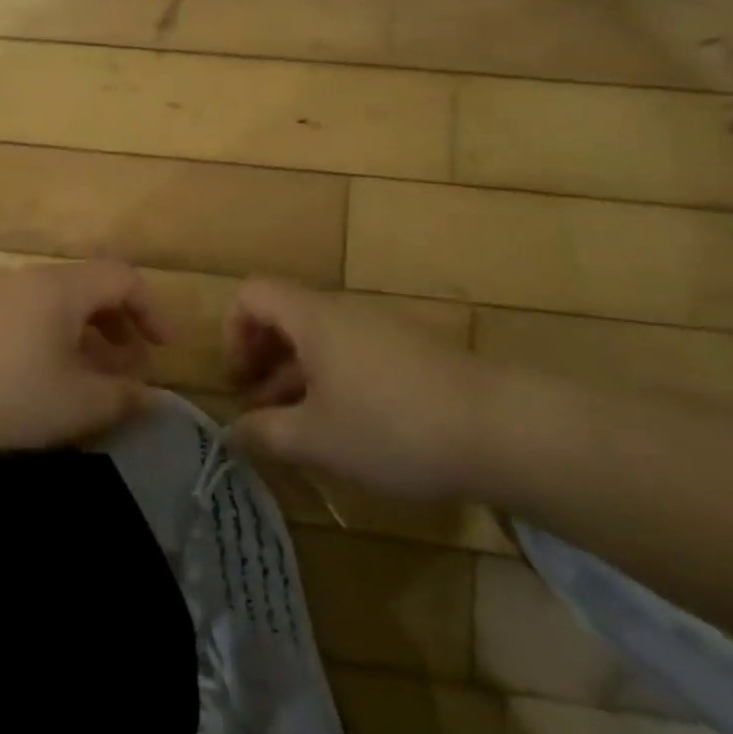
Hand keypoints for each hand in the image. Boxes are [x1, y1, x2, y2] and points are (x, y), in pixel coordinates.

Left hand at [0, 261, 166, 453]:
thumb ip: (123, 395)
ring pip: (59, 303)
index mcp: (61, 287)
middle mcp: (30, 278)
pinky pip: (30, 315)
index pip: (122, 278)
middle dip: (120, 324)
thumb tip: (149, 394)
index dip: (151, 310)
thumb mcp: (78, 405)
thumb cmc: (8, 401)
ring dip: (87, 334)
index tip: (163, 350)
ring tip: (93, 376)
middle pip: (90, 287)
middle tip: (131, 367)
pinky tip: (47, 377)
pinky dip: (55, 337)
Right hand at [224, 278, 500, 499]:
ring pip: (319, 337)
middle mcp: (342, 310)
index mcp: (313, 317)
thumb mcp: (318, 440)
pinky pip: (351, 351)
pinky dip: (332, 378)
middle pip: (285, 314)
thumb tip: (234, 432)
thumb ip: (266, 434)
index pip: (253, 293)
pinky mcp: (408, 349)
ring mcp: (379, 327)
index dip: (234, 331)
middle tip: (259, 408)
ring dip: (296, 374)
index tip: (240, 381)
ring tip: (296, 427)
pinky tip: (345, 426)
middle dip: (262, 358)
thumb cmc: (392, 427)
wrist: (498, 428)